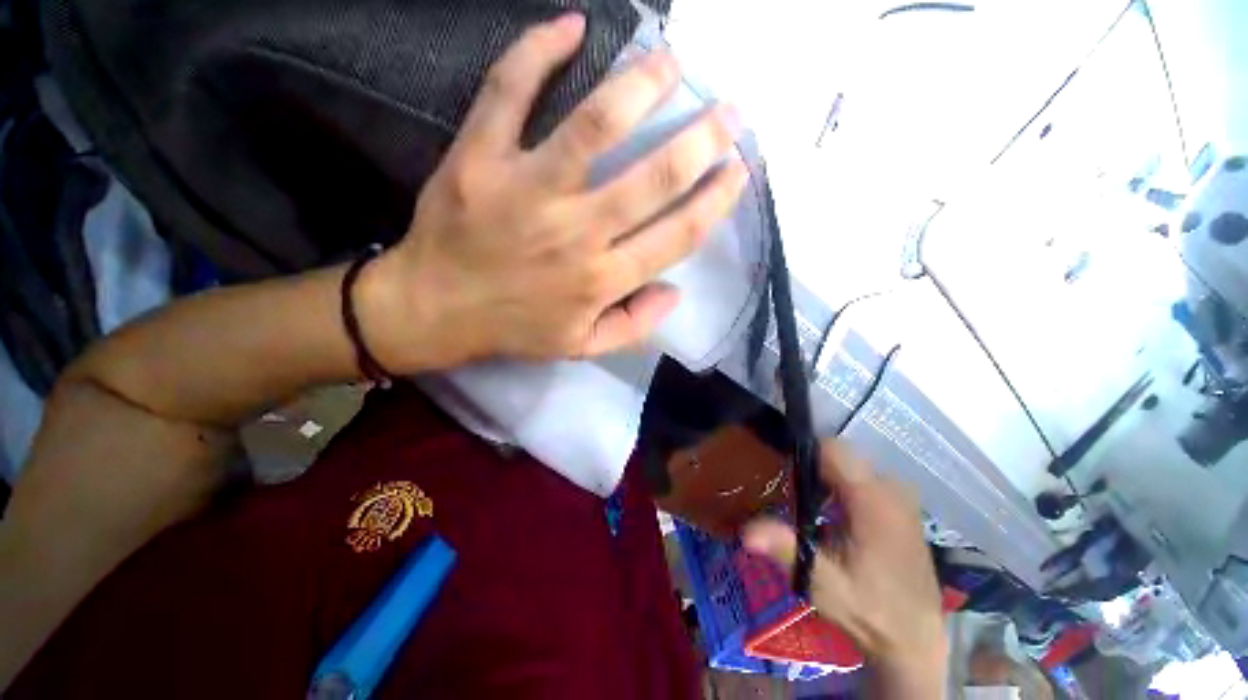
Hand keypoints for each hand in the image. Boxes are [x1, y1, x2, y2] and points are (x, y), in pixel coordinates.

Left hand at [360, 14, 747, 370]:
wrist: (435, 309)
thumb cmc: (514, 329)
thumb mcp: (581, 346)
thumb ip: (634, 326)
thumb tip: (675, 292)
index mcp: (601, 280)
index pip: (676, 234)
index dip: (715, 200)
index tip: (738, 171)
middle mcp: (576, 233)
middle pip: (653, 177)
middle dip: (702, 139)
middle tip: (728, 111)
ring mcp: (527, 189)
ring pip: (596, 125)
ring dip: (642, 86)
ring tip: (670, 64)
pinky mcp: (480, 158)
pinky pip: (509, 92)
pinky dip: (538, 51)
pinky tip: (571, 27)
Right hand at [742, 441, 946, 695]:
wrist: (915, 640)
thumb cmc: (869, 611)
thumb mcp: (822, 583)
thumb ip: (786, 549)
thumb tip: (746, 530)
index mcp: (874, 500)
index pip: (833, 449)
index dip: (803, 454)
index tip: (784, 473)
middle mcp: (891, 489)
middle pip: (841, 455)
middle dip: (812, 468)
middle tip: (792, 495)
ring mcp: (900, 497)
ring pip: (852, 465)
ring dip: (826, 477)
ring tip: (808, 506)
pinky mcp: (902, 507)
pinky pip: (864, 478)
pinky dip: (842, 486)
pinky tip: (832, 514)